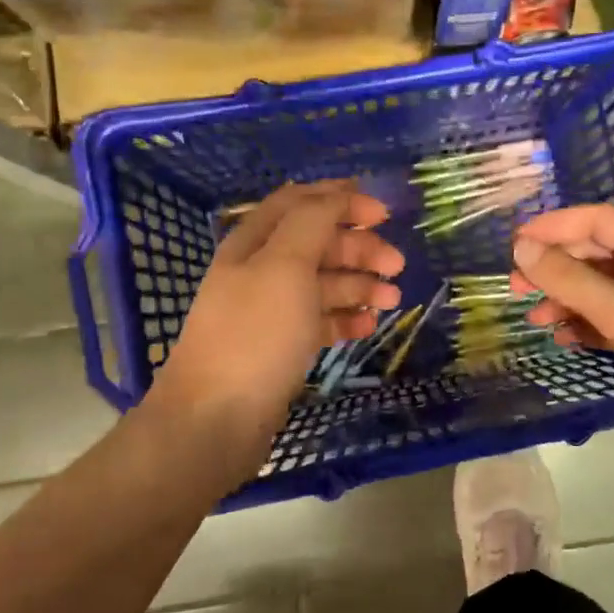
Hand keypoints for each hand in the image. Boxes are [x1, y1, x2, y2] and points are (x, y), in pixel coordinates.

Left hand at [148, 181, 404, 465]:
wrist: (216, 418)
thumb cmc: (255, 334)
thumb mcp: (285, 266)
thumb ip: (312, 222)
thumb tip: (338, 194)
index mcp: (254, 242)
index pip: (300, 202)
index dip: (341, 200)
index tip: (384, 214)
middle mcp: (260, 270)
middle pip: (317, 243)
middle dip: (359, 248)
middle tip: (397, 266)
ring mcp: (270, 311)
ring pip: (323, 283)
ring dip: (359, 285)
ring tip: (391, 301)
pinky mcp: (281, 346)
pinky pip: (320, 320)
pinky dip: (345, 318)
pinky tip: (368, 327)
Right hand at [511, 205, 613, 442]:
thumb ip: (567, 279)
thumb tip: (521, 247)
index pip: (592, 219)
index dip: (550, 227)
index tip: (511, 244)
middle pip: (594, 253)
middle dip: (554, 269)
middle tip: (515, 289)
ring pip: (602, 287)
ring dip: (568, 300)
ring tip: (536, 320)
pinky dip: (589, 323)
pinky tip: (566, 339)